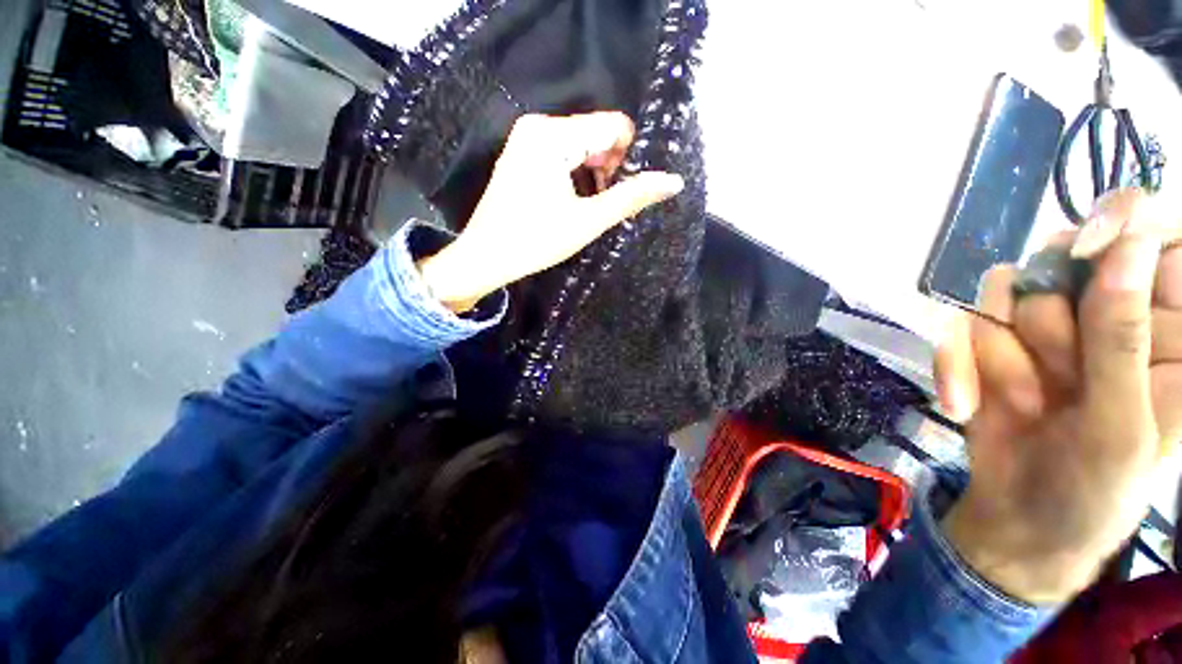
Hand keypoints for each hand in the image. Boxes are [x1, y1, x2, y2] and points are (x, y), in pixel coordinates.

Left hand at [417, 112, 683, 310]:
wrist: (486, 257)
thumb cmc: (536, 241)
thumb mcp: (589, 221)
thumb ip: (631, 197)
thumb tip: (674, 181)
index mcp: (553, 135)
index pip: (613, 126)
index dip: (627, 158)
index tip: (617, 192)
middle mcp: (538, 125)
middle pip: (596, 133)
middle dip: (608, 167)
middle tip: (599, 205)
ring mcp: (526, 137)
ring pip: (581, 144)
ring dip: (593, 172)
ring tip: (584, 206)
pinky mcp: (520, 152)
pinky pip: (562, 151)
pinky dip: (575, 172)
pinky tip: (568, 200)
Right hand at [935, 189, 1181, 603]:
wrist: (1018, 520)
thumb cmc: (1095, 490)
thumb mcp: (1122, 428)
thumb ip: (1124, 341)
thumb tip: (1127, 245)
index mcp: (1166, 330)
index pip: (1159, 235)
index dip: (1125, 221)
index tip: (1091, 245)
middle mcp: (1105, 314)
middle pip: (1065, 257)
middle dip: (1051, 319)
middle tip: (1060, 378)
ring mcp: (1044, 329)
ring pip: (1006, 290)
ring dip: (1004, 353)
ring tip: (1024, 404)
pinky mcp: (991, 344)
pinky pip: (958, 327)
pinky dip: (956, 366)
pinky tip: (965, 404)